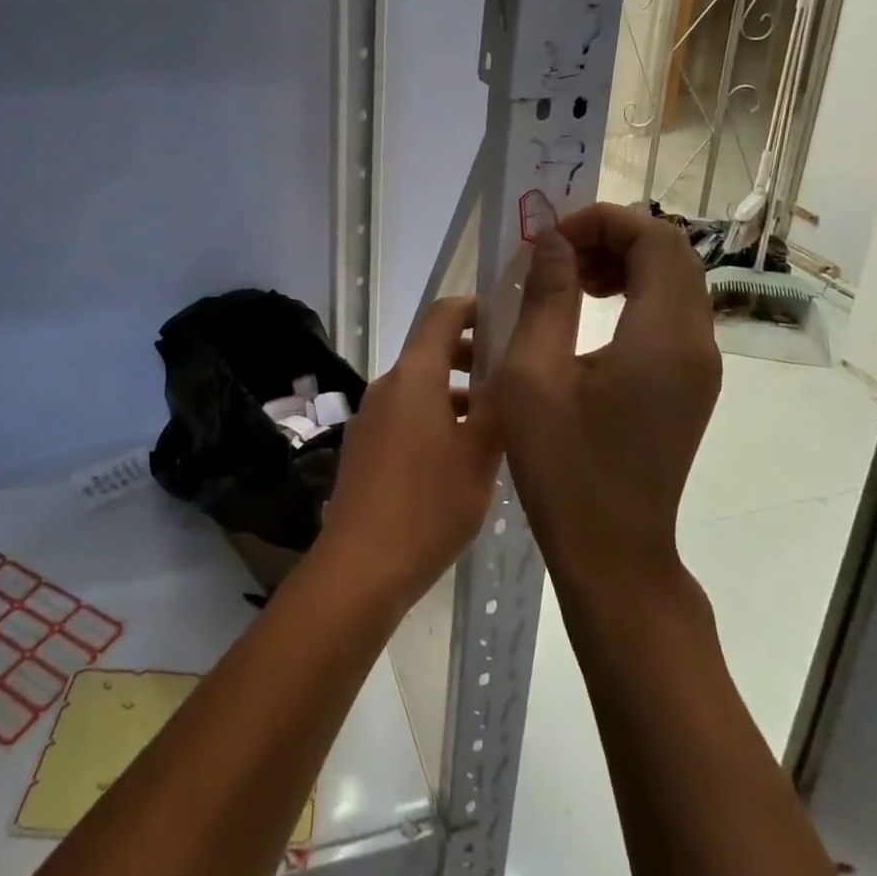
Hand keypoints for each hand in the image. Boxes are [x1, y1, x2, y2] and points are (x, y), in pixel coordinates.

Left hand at [317, 296, 500, 606]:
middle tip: (514, 375)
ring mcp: (371, 417)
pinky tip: (462, 456)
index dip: (475, 308)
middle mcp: (387, 386)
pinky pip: (406, 416)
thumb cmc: (428, 505)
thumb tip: (515, 366)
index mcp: (414, 376)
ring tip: (497, 422)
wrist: (360, 567)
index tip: (509, 318)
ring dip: (457, 393)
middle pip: (431, 351)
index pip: (442, 315)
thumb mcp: (480, 455)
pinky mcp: (365, 447)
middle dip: (472, 355)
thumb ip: (500, 405)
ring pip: (421, 388)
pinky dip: (436, 418)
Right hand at [487, 204, 721, 592]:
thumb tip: (553, 241)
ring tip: (571, 281)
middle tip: (558, 256)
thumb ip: (547, 297)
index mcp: (664, 336)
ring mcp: (701, 366)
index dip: (604, 221)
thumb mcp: (534, 375)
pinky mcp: (692, 385)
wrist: (613, 552)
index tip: (552, 239)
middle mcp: (697, 343)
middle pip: (671, 254)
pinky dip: (635, 294)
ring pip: (675, 281)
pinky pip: (672, 314)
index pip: (655, 239)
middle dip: (614, 237)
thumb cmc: (565, 467)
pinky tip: (591, 315)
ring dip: (625, 264)